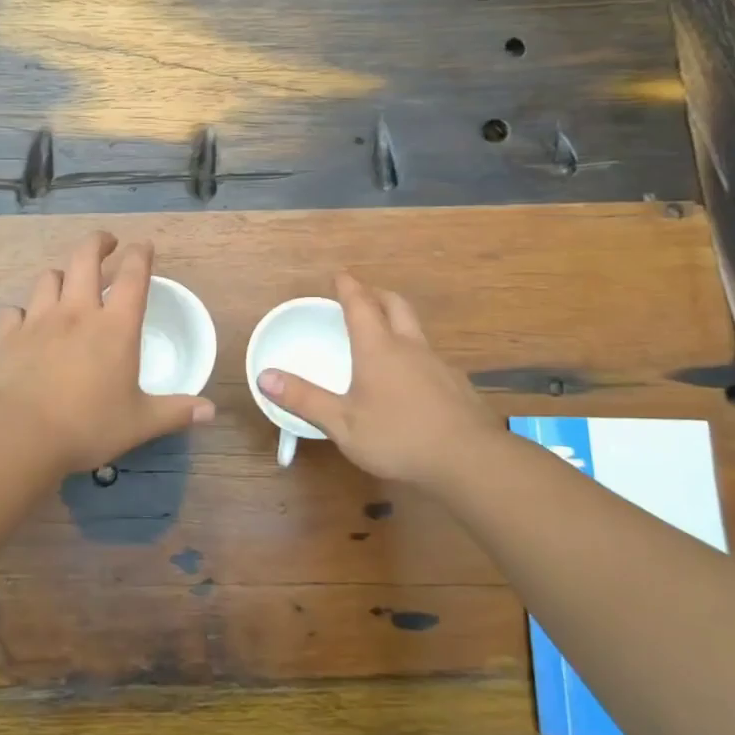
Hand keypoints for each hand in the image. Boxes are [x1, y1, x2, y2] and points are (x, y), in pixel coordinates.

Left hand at [0, 232, 216, 472]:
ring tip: (68, 282)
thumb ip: (175, 412)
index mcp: (115, 327)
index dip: (140, 255)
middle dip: (98, 243)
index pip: (132, 276)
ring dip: (61, 275)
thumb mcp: (140, 423)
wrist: (21, 435)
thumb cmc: (88, 426)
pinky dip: (22, 312)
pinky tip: (26, 323)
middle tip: (107, 243)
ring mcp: (39, 321)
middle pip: (85, 258)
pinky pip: (14, 311)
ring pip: (48, 278)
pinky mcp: (9, 337)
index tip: (144, 246)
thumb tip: (210, 411)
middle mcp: (77, 313)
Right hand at [258, 272, 505, 488]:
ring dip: (397, 322)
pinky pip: (430, 357)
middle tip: (363, 295)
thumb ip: (304, 399)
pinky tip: (411, 380)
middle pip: (395, 305)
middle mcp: (409, 347)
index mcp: (378, 348)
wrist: (470, 460)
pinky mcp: (456, 386)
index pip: (360, 305)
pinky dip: (414, 354)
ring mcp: (438, 365)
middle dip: (377, 294)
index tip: (340, 274)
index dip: (348, 287)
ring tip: (383, 336)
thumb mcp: (342, 423)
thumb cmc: (399, 436)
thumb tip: (264, 376)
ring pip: (416, 330)